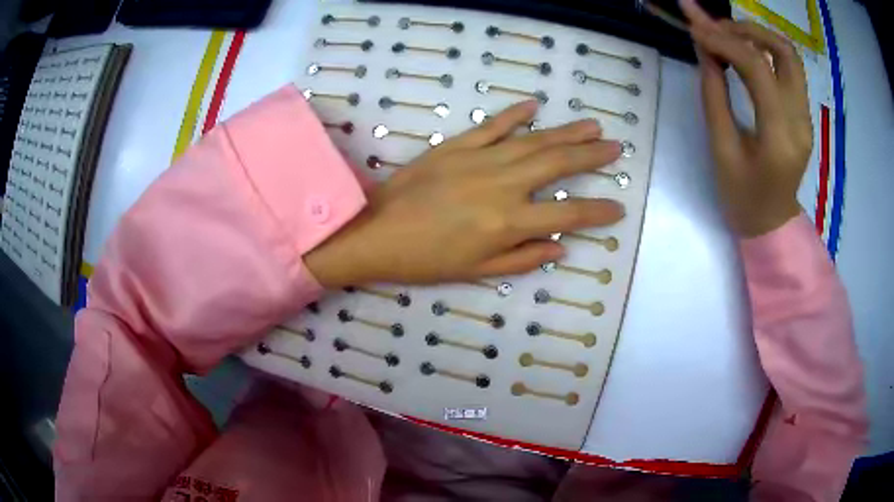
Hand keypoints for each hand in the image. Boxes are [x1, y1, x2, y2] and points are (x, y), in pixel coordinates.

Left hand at [305, 101, 624, 287]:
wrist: (376, 232)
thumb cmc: (426, 260)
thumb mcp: (477, 272)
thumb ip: (523, 259)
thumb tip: (561, 246)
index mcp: (508, 223)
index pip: (568, 215)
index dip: (598, 212)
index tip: (618, 208)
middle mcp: (502, 185)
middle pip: (558, 164)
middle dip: (591, 155)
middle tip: (614, 147)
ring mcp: (479, 160)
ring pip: (533, 141)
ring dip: (566, 131)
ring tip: (591, 125)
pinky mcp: (456, 146)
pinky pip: (492, 126)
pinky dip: (514, 115)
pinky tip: (535, 105)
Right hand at [681, 0, 812, 236]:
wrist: (771, 223)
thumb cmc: (742, 197)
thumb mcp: (721, 149)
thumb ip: (714, 94)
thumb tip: (704, 48)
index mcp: (780, 138)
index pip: (758, 69)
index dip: (724, 41)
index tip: (695, 28)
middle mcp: (800, 121)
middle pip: (784, 53)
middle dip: (747, 30)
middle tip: (716, 27)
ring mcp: (806, 117)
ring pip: (790, 56)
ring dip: (759, 36)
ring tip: (729, 34)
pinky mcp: (803, 114)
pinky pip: (789, 69)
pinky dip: (766, 50)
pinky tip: (744, 50)